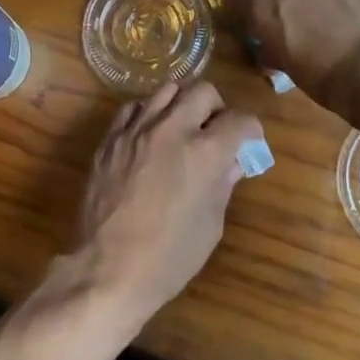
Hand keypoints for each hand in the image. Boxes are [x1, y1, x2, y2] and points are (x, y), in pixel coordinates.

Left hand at [75, 81, 261, 330]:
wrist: (108, 269)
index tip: (249, 141)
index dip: (251, 130)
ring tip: (182, 127)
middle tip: (215, 131)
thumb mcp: (210, 225)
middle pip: (203, 91)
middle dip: (217, 108)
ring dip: (182, 104)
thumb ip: (223, 184)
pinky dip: (148, 113)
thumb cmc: (169, 257)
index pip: (240, 120)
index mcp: (204, 152)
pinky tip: (150, 134)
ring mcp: (138, 128)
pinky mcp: (111, 136)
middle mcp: (172, 128)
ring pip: (167, 89)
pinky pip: (134, 107)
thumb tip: (232, 162)